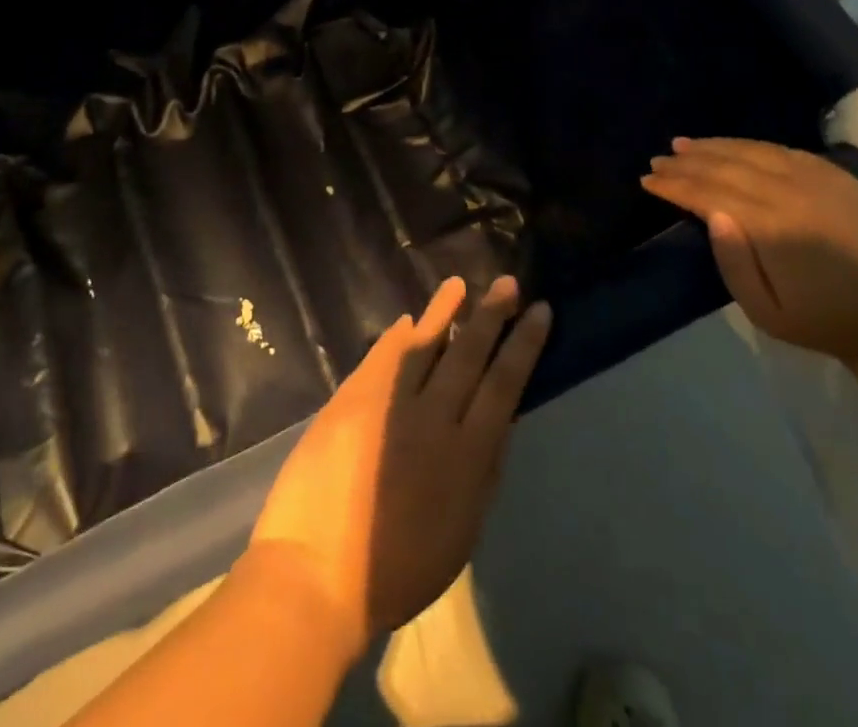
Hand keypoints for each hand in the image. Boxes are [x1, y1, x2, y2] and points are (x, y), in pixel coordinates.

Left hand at [247, 274, 551, 656]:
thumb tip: (500, 420)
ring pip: (424, 344)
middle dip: (491, 315)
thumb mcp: (462, 531)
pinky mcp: (351, 400)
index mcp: (466, 456)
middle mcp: (432, 419)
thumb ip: (484, 471)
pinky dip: (397, 337)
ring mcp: (388, 403)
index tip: (539, 311)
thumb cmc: (398, 569)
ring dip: (444, 311)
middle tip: (507, 283)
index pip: (504, 384)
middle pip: (468, 355)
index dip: (524, 345)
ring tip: (460, 284)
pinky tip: (407, 320)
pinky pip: (381, 357)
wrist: (318, 575)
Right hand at [642, 137, 857, 363]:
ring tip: (684, 144)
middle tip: (657, 160)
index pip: (710, 193)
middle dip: (687, 163)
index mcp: (772, 226)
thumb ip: (732, 261)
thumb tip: (712, 214)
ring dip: (714, 146)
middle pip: (727, 167)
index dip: (676, 185)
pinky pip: (783, 150)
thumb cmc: (818, 318)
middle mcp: (792, 192)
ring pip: (753, 150)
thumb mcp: (764, 310)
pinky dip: (749, 145)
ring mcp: (817, 178)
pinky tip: (731, 147)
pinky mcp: (836, 175)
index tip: (647, 181)